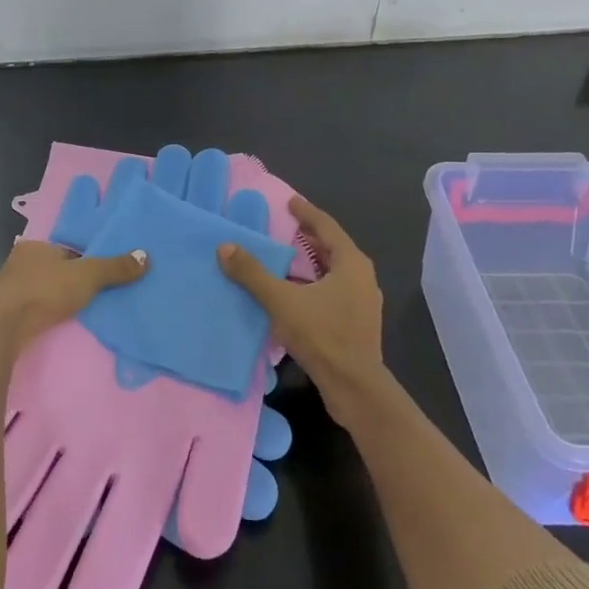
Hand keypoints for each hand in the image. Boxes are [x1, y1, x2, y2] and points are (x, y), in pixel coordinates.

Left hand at [0, 238, 148, 351]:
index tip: (100, 273)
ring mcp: (9, 287)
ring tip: (80, 309)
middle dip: (71, 278)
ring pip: (42, 288)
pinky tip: (58, 321)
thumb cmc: (44, 290)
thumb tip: (146, 256)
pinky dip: (46, 312)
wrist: (3, 325)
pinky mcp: (5, 312)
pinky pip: (33, 308)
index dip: (85, 259)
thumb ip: (115, 267)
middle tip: (95, 292)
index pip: (67, 248)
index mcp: (36, 245)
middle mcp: (20, 261)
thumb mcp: (87, 276)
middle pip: (54, 268)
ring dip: (57, 297)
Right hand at [218, 195, 384, 425]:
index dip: (306, 213)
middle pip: (333, 247)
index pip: (327, 227)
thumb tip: (225, 247)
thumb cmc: (322, 335)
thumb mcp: (281, 300)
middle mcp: (362, 277)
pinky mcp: (357, 322)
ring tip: (285, 257)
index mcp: (351, 263)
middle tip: (284, 227)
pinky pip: (334, 290)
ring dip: (311, 262)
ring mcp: (362, 302)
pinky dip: (314, 283)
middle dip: (309, 236)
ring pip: (334, 271)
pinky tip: (295, 292)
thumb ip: (252, 273)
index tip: (289, 202)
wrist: (354, 386)